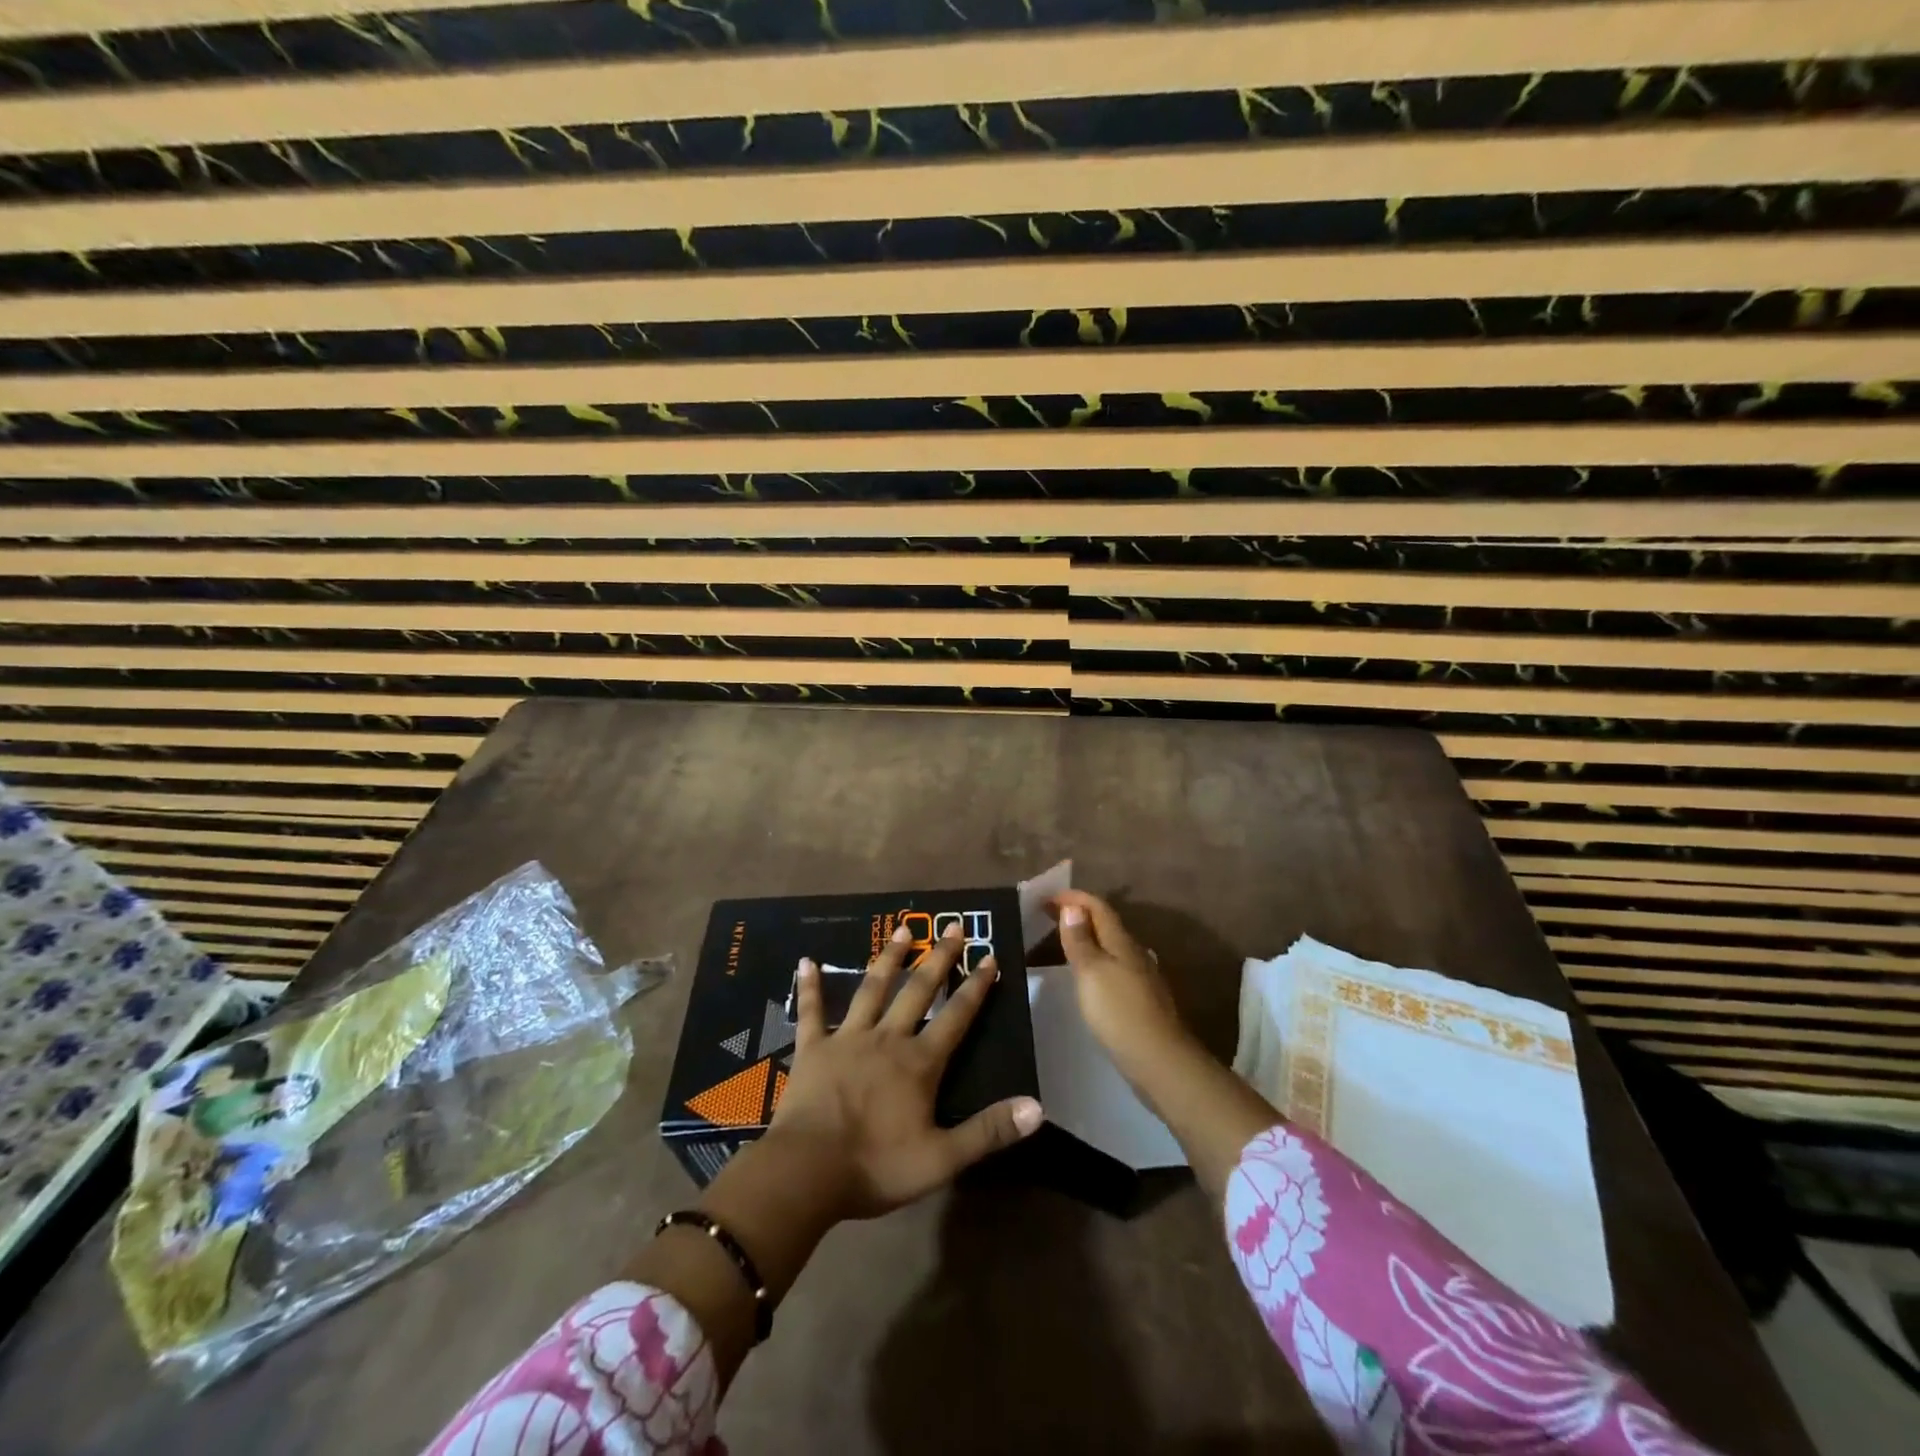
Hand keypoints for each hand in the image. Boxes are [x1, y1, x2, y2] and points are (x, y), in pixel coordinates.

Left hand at [767, 920, 1043, 1220]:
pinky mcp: (812, 1048)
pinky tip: (807, 962)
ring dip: (888, 958)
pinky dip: (810, 986)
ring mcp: (847, 1038)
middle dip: (938, 958)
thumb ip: (989, 1131)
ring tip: (902, 929)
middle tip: (952, 925)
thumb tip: (1038, 1107)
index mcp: (919, 1063)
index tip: (989, 956)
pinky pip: (811, 1011)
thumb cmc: (876, 1166)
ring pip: (872, 989)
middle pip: (918, 991)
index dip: (976, 987)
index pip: (957, 1017)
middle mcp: (887, 1038)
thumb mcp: (942, 1159)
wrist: (808, 1171)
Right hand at [1052, 889, 1197, 1099]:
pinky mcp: (1141, 1001)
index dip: (1074, 898)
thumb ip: (1081, 941)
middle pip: (1106, 925)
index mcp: (1122, 943)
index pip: (1098, 908)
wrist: (1160, 1062)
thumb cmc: (1120, 1012)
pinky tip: (1088, 977)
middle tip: (1049, 916)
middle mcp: (1134, 954)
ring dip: (1088, 939)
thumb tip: (1073, 907)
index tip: (1047, 897)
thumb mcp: (1091, 973)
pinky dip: (1097, 962)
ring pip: (1112, 947)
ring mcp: (1141, 979)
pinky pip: (1115, 968)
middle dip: (1079, 915)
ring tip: (1064, 943)